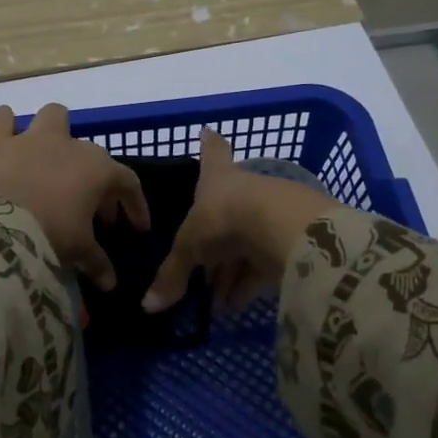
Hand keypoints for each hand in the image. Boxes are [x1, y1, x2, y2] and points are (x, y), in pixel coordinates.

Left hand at [0, 104, 148, 288]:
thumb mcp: (79, 251)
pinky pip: (2, 119)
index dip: (135, 206)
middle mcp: (69, 145)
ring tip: (51, 159)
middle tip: (91, 212)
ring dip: (56, 132)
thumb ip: (98, 263)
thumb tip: (110, 283)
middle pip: (93, 156)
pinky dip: (6, 125)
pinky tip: (8, 139)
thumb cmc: (51, 235)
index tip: (136, 228)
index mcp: (97, 170)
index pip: (128, 183)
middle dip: (96, 182)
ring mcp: (33, 139)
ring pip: (54, 116)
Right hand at [143, 130, 337, 312]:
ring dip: (230, 273)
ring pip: (246, 242)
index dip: (210, 145)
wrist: (280, 227)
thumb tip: (147, 306)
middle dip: (214, 242)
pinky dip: (249, 283)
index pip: (212, 154)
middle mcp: (244, 189)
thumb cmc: (224, 219)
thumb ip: (172, 275)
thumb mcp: (189, 249)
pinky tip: (236, 305)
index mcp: (217, 178)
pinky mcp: (291, 237)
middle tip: (199, 271)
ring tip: (218, 303)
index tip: (209, 131)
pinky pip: (264, 262)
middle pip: (227, 211)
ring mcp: (271, 212)